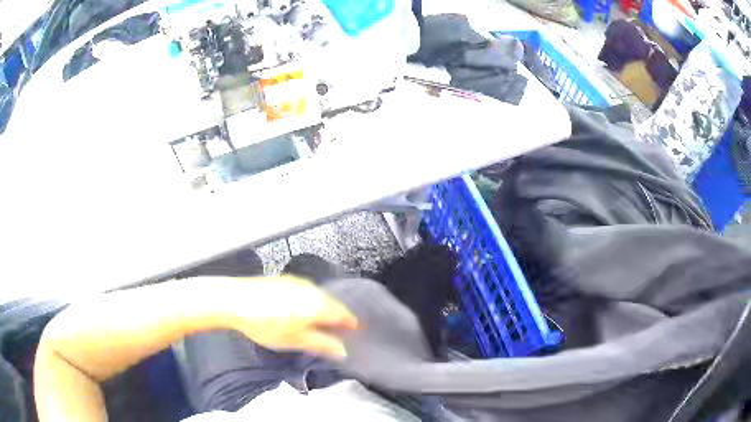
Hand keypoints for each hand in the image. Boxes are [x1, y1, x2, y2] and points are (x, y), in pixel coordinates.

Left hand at [227, 276, 357, 358]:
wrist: (235, 300)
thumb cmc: (267, 324)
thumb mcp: (295, 340)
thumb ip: (322, 344)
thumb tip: (343, 351)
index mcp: (318, 304)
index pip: (344, 313)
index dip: (351, 323)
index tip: (355, 331)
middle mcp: (311, 289)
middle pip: (332, 303)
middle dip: (338, 316)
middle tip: (339, 330)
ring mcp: (296, 282)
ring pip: (318, 296)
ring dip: (323, 308)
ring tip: (320, 322)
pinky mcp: (283, 279)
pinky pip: (305, 291)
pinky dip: (309, 301)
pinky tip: (300, 309)